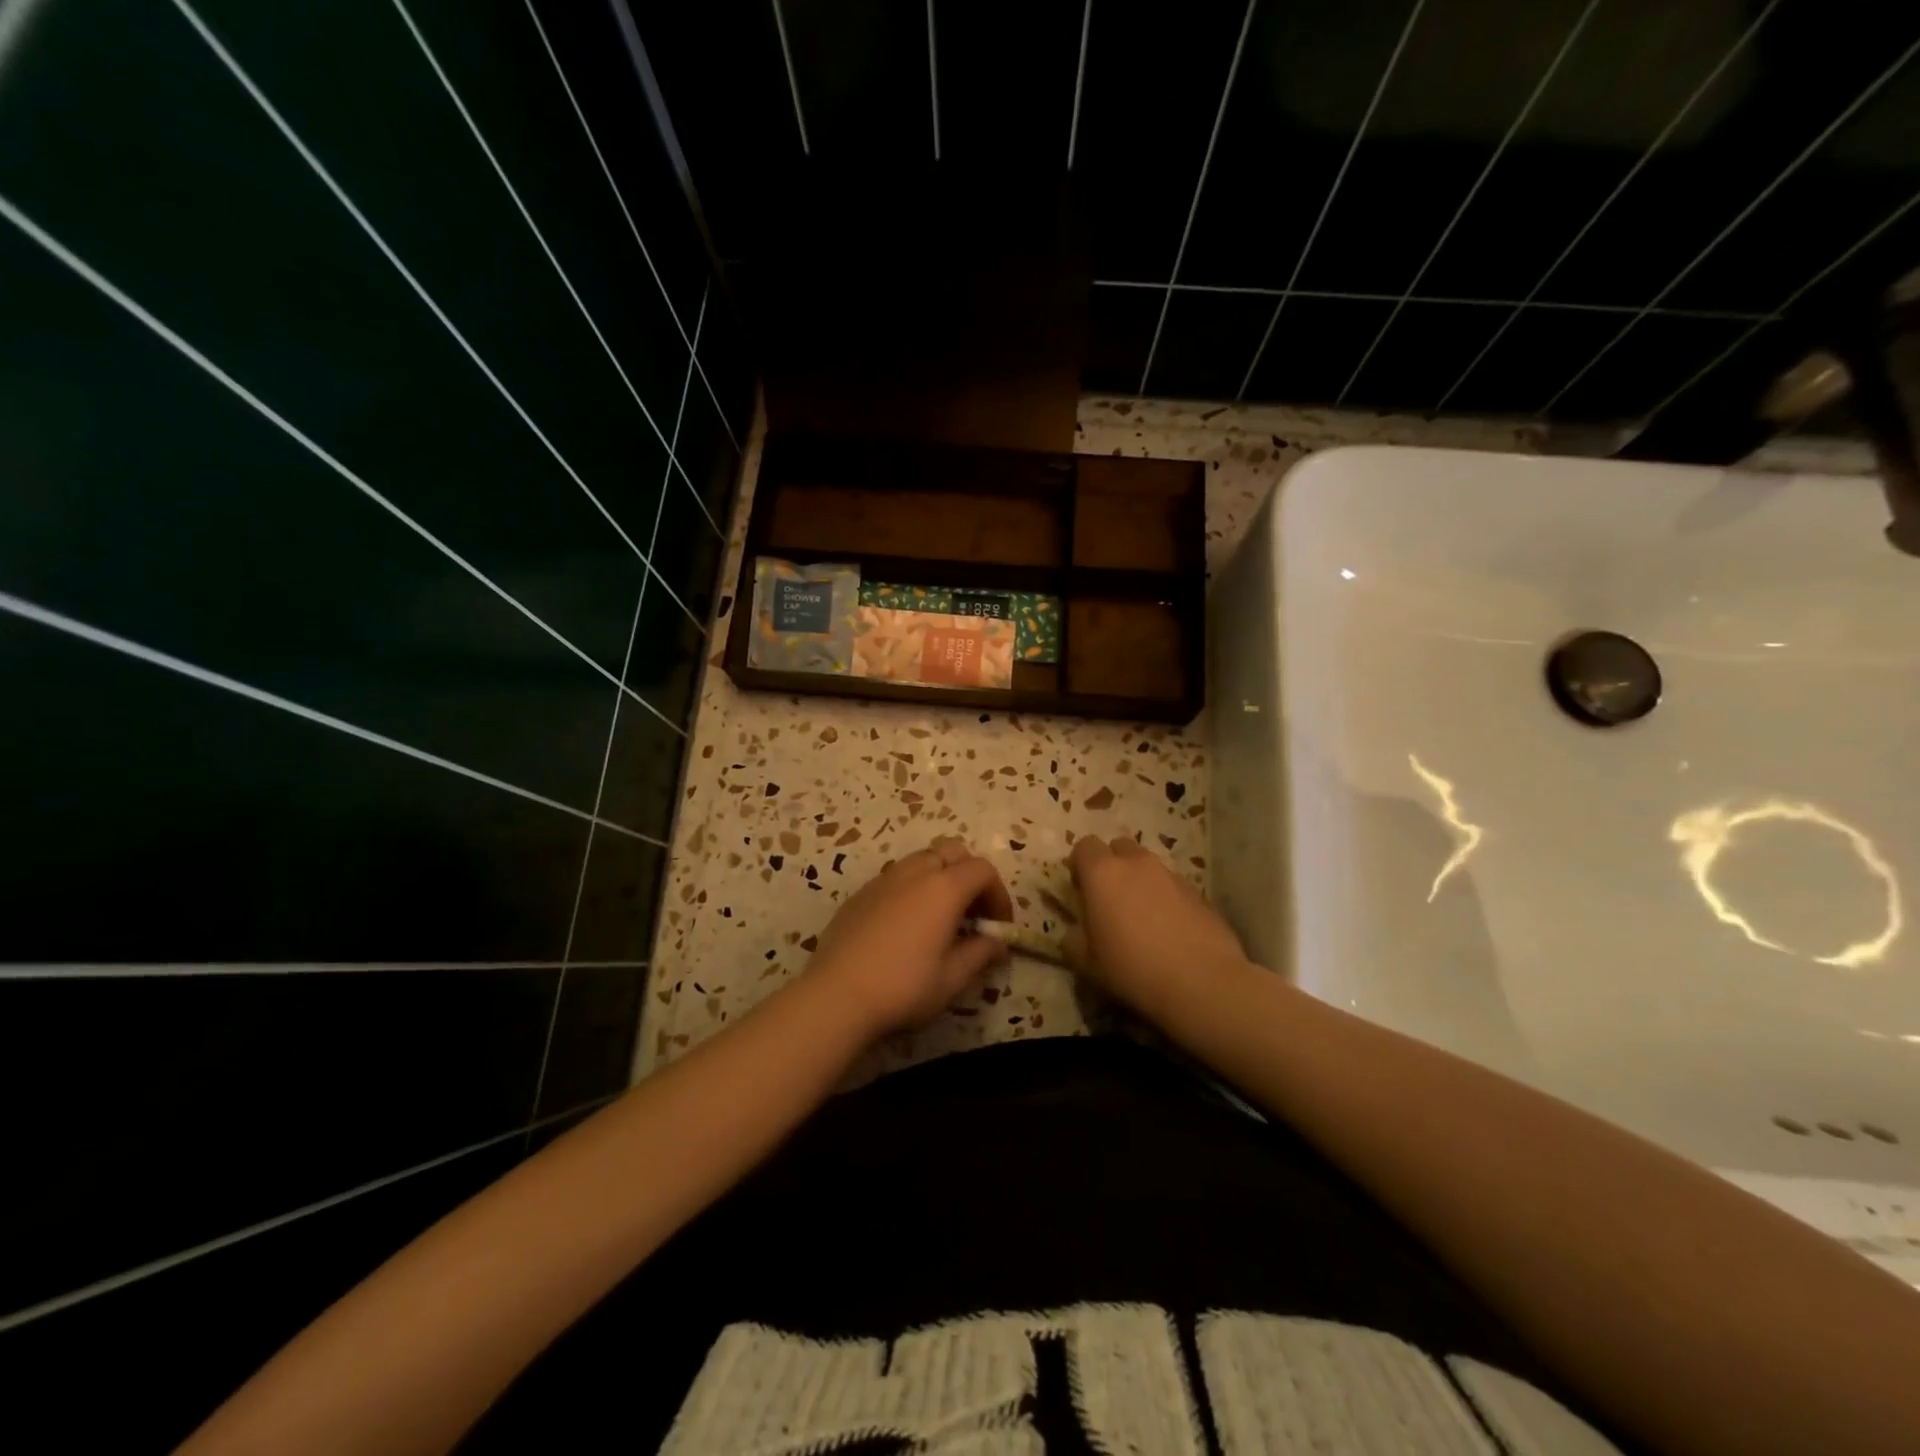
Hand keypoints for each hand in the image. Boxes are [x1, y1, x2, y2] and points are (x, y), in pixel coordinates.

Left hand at [804, 837, 1012, 1038]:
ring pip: (922, 859)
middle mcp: (915, 872)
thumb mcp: (952, 978)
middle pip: (953, 851)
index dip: (998, 895)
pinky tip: (906, 926)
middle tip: (972, 913)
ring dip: (941, 878)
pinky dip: (913, 888)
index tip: (998, 926)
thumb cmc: (903, 987)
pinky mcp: (861, 893)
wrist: (836, 995)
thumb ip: (980, 953)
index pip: (983, 870)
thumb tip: (997, 943)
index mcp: (944, 888)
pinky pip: (896, 877)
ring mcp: (884, 879)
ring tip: (940, 918)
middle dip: (970, 875)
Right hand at [1067, 836, 1251, 1020]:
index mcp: (1103, 873)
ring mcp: (1172, 875)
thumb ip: (1074, 940)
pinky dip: (1166, 899)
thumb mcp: (1087, 963)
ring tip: (1142, 918)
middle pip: (1119, 848)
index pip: (1084, 846)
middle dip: (1112, 866)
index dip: (1079, 865)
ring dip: (1140, 882)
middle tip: (1110, 899)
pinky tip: (1170, 931)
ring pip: (1149, 867)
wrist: (1202, 982)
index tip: (1080, 890)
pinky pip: (1173, 886)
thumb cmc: (1133, 969)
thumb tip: (1075, 933)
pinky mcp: (1199, 893)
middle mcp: (1138, 864)